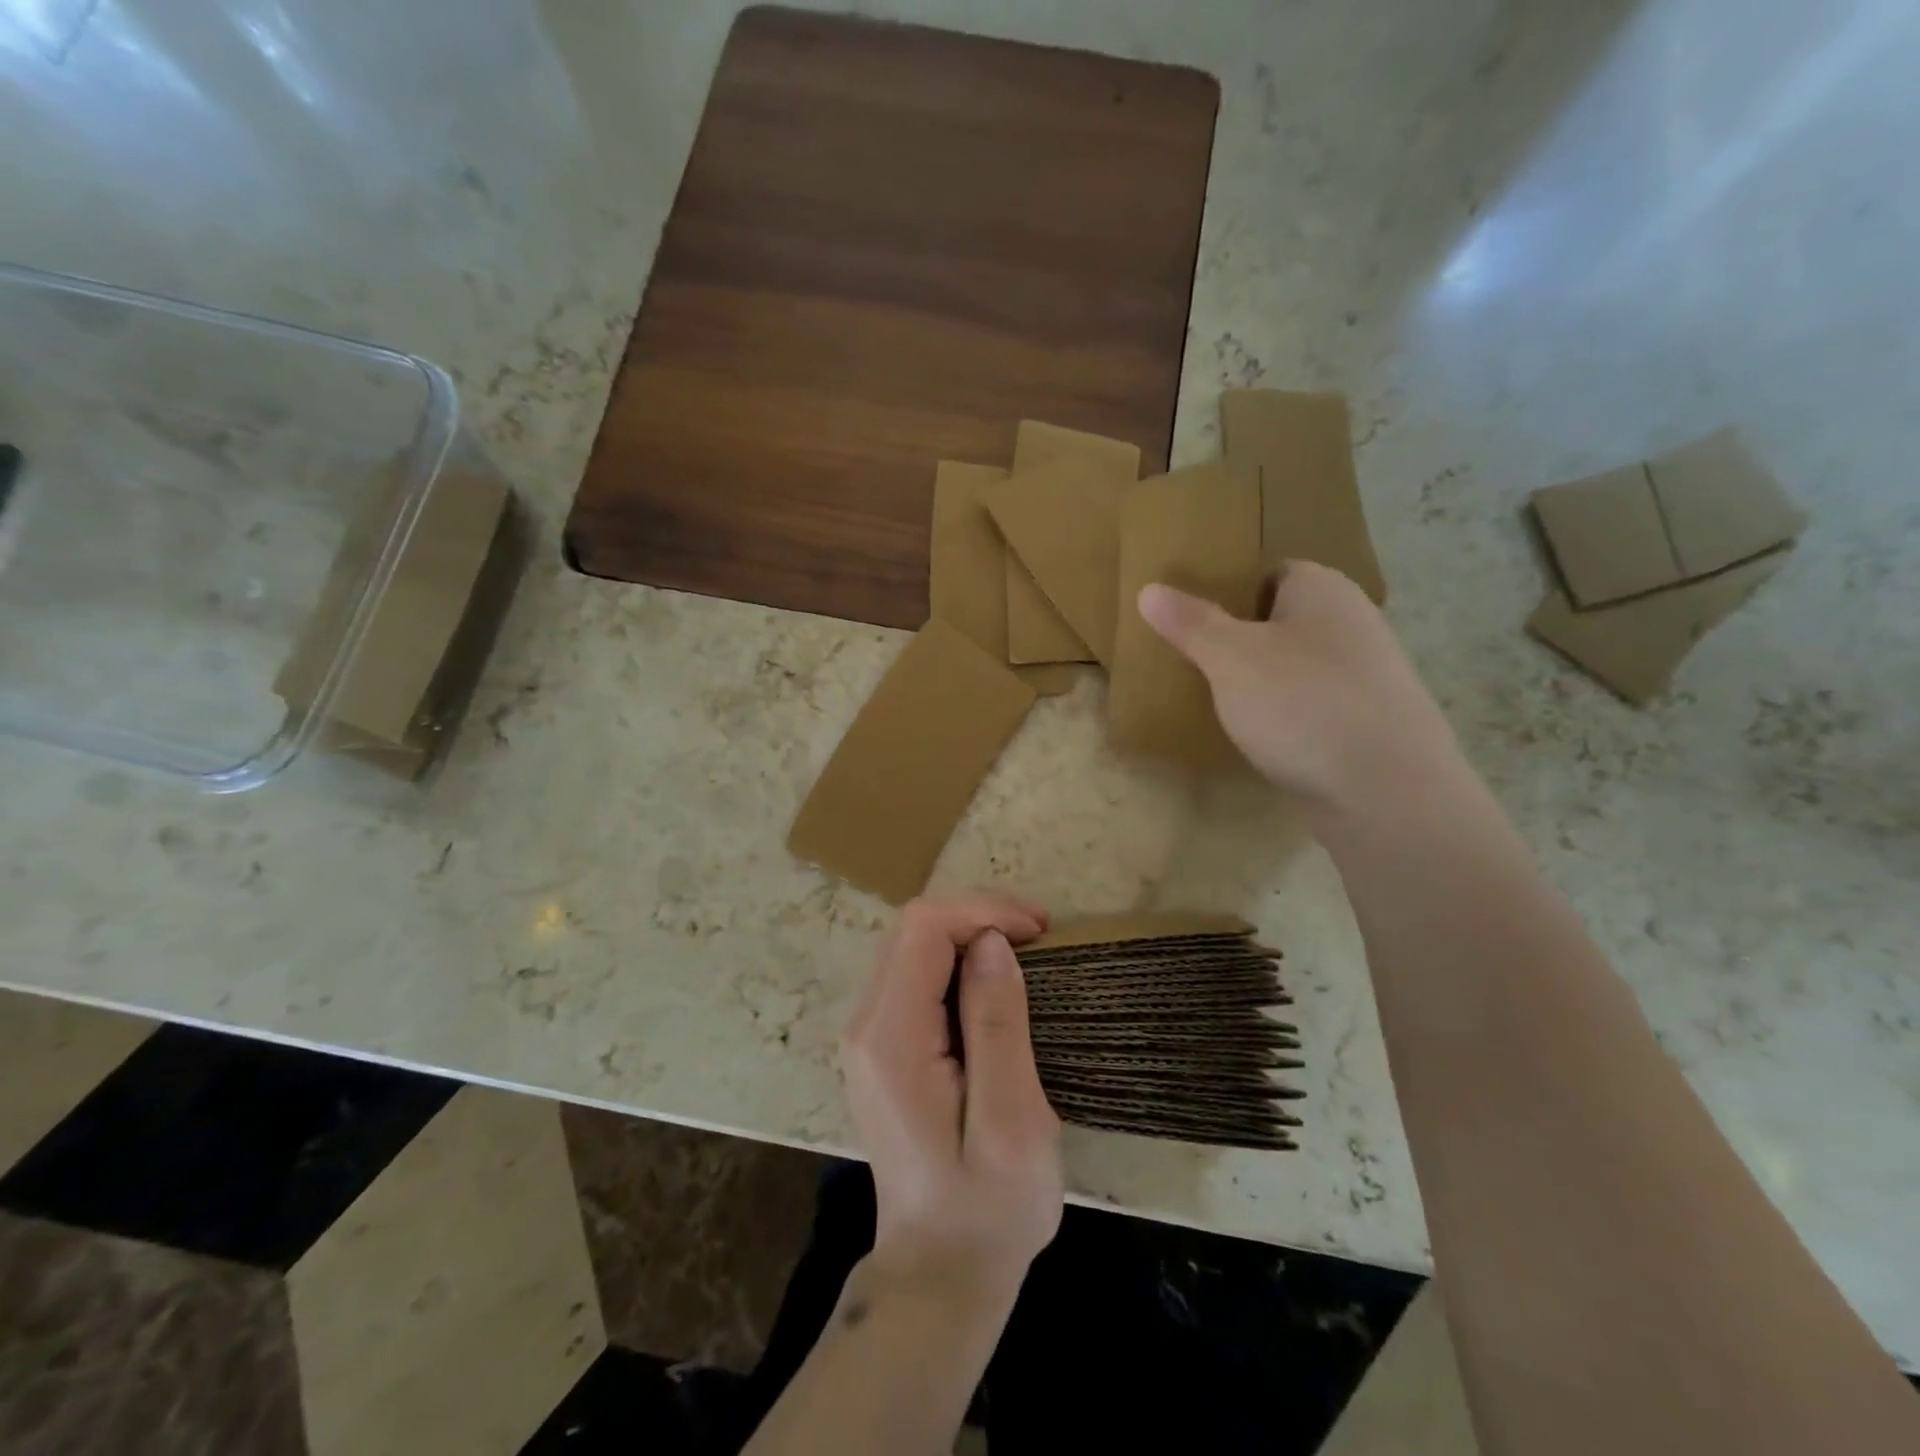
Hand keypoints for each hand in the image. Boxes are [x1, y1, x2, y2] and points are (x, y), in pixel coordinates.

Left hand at [840, 894, 1064, 1301]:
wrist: (941, 1271)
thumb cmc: (989, 1206)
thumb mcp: (1012, 1121)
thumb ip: (998, 1024)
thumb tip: (991, 942)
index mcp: (890, 1038)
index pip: (924, 928)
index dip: (982, 912)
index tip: (1040, 931)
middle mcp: (865, 1025)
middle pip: (913, 928)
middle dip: (978, 916)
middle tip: (1041, 937)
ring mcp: (867, 1036)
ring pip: (913, 945)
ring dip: (970, 934)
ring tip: (1028, 952)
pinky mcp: (881, 1046)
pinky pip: (915, 974)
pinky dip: (958, 960)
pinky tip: (997, 981)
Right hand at [1138, 561, 1461, 815]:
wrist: (1386, 791)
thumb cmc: (1301, 703)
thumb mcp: (1230, 658)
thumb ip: (1190, 623)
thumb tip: (1149, 589)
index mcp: (1322, 589)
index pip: (1268, 571)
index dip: (1226, 589)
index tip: (1188, 618)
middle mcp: (1352, 621)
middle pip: (1281, 619)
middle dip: (1237, 638)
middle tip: (1190, 660)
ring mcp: (1365, 674)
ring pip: (1295, 665)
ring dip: (1259, 679)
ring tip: (1214, 700)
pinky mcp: (1367, 721)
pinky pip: (1311, 703)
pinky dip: (1283, 713)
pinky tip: (1256, 736)